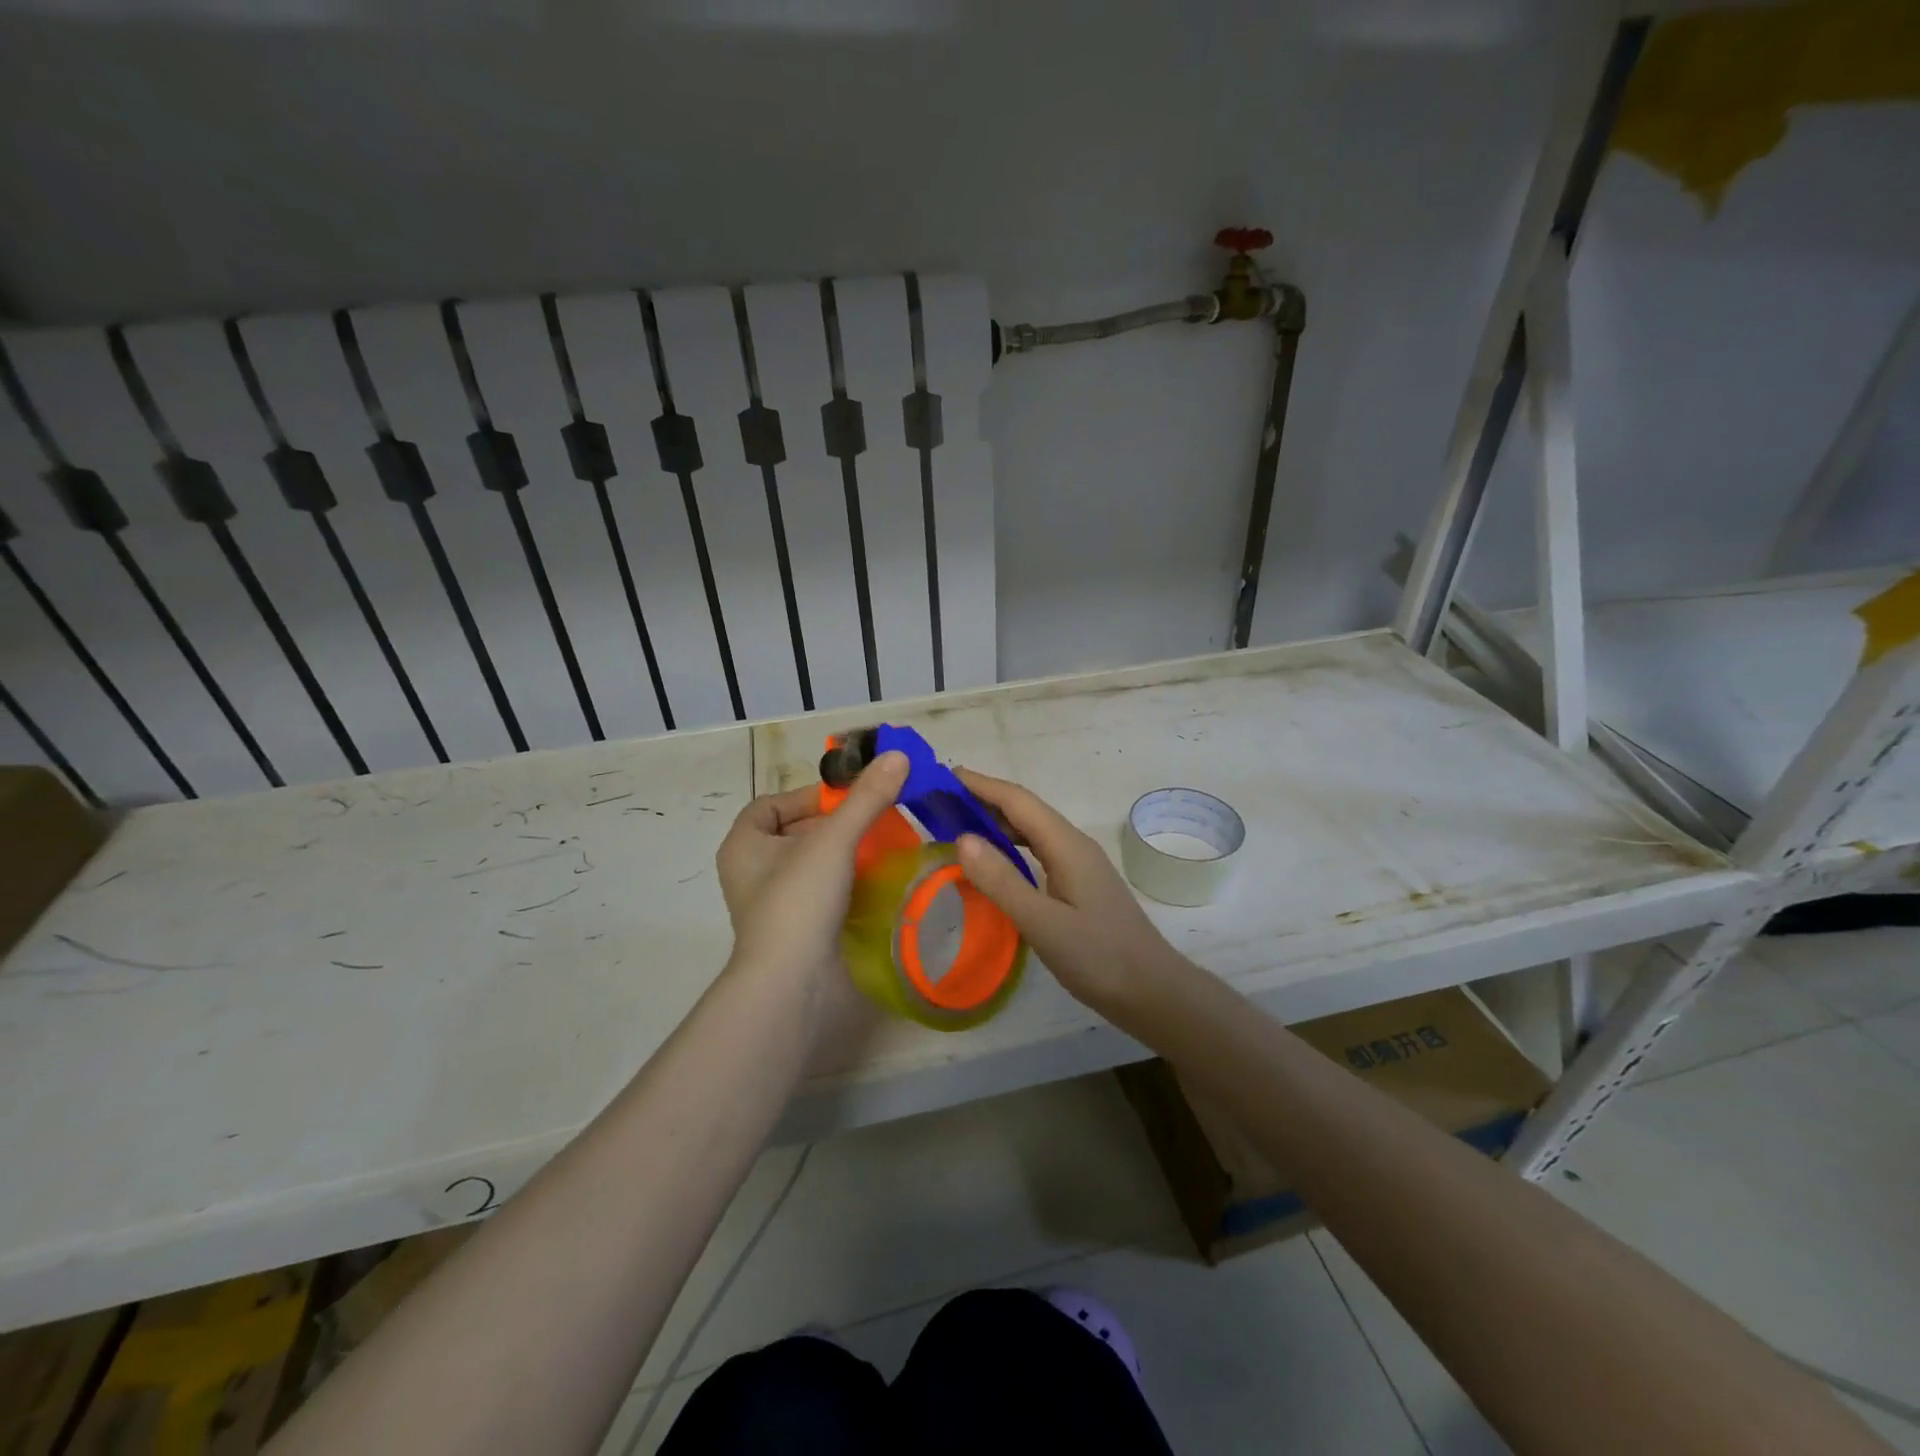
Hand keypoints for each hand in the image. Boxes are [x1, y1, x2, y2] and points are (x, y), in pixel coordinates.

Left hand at [715, 752, 908, 981]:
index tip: (847, 798)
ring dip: (842, 854)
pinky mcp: (796, 930)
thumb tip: (897, 755)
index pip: (770, 804)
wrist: (791, 984)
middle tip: (872, 820)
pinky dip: (844, 884)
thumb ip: (866, 798)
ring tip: (878, 847)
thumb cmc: (799, 900)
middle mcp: (751, 873)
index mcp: (743, 845)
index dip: (808, 796)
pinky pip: (820, 894)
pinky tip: (873, 883)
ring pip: (809, 865)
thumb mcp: (834, 840)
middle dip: (833, 824)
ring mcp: (772, 905)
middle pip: (794, 833)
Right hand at [951, 767, 1178, 1013]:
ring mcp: (1080, 864)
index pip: (1018, 801)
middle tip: (941, 803)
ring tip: (959, 827)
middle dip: (984, 800)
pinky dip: (1011, 847)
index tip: (944, 776)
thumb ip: (1002, 881)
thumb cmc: (1098, 957)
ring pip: (1033, 831)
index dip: (981, 785)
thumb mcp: (1043, 923)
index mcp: (1067, 845)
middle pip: (1025, 810)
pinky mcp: (1080, 883)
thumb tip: (962, 838)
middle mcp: (1074, 845)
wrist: (1152, 991)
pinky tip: (995, 864)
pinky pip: (1039, 851)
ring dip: (997, 823)